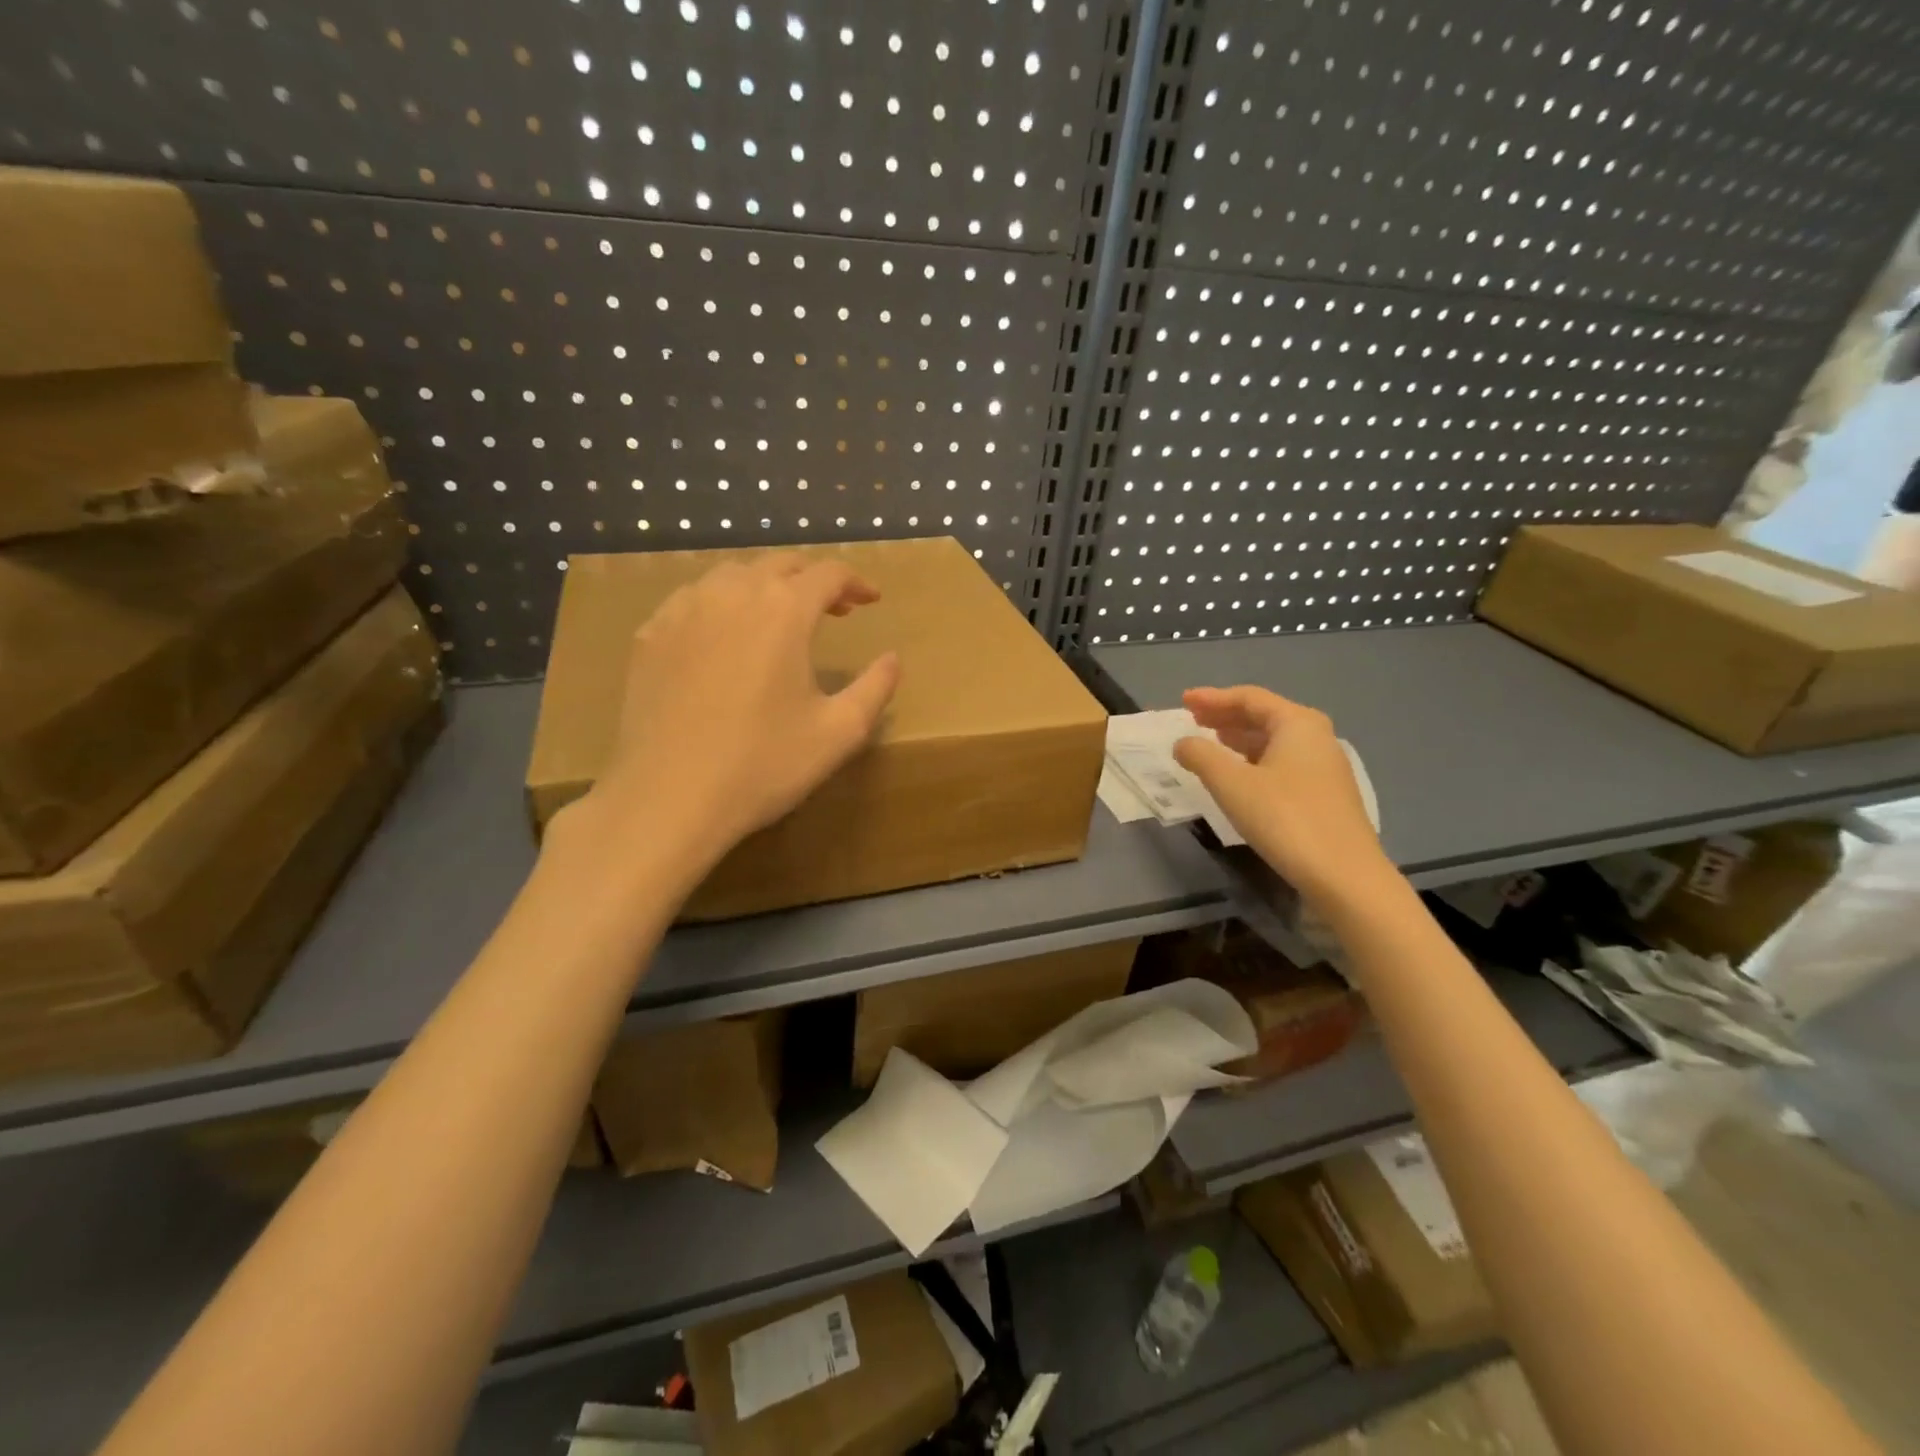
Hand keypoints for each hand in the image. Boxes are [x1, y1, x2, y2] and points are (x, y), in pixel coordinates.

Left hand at [579, 554, 900, 867]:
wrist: (668, 798)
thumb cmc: (763, 764)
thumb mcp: (839, 732)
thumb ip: (875, 687)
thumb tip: (892, 658)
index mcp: (783, 610)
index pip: (828, 573)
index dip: (856, 581)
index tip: (872, 600)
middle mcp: (732, 593)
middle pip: (780, 564)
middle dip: (813, 579)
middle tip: (834, 608)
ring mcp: (683, 610)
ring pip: (732, 575)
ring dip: (766, 586)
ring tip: (780, 619)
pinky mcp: (650, 634)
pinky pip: (693, 600)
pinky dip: (721, 605)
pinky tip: (724, 637)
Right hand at [1173, 685, 1392, 907]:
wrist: (1344, 876)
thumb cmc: (1285, 819)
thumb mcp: (1232, 784)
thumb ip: (1201, 756)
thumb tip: (1183, 743)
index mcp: (1297, 724)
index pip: (1249, 698)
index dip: (1213, 698)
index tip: (1183, 701)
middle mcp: (1316, 737)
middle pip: (1264, 716)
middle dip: (1226, 715)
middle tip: (1194, 718)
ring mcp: (1325, 767)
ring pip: (1275, 741)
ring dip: (1240, 738)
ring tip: (1211, 742)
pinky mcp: (1325, 794)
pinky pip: (1283, 762)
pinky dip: (1255, 760)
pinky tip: (1240, 775)